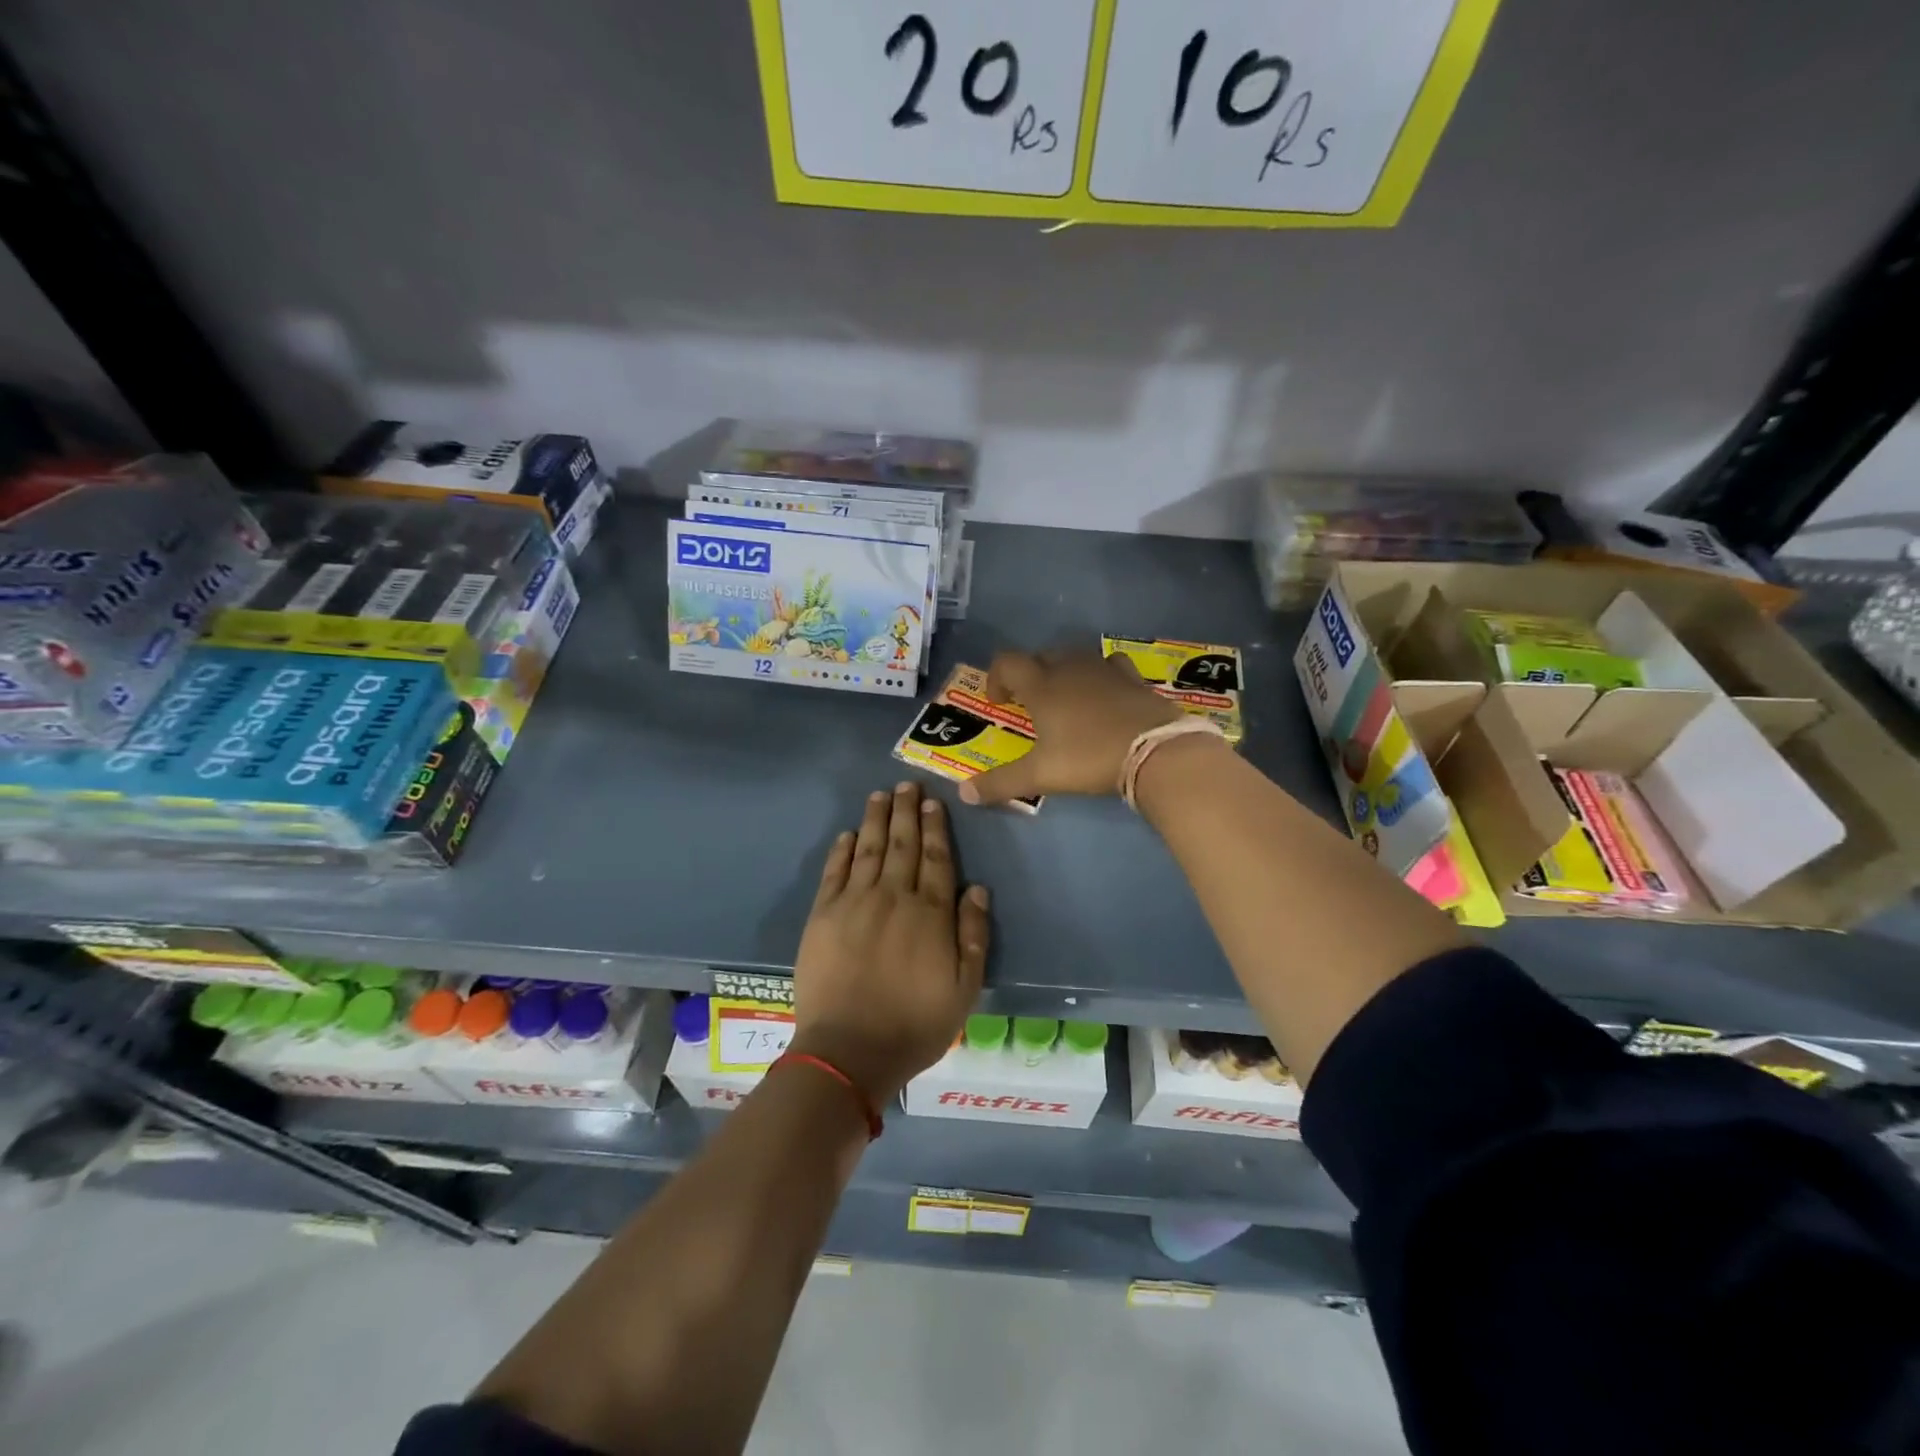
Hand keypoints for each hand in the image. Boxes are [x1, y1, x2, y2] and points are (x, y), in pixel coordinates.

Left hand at [791, 782, 990, 1103]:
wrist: (849, 1050)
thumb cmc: (915, 1024)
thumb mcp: (965, 988)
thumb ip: (974, 935)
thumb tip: (978, 888)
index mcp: (930, 913)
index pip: (936, 859)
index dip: (936, 828)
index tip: (933, 802)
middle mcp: (893, 897)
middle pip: (902, 844)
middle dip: (906, 812)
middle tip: (907, 785)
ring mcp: (854, 903)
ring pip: (868, 849)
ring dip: (875, 819)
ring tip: (880, 795)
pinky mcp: (822, 915)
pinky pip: (834, 872)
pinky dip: (842, 850)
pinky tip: (848, 834)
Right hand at [961, 648, 1182, 806]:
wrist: (1154, 751)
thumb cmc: (1089, 758)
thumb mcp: (1040, 775)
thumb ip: (1000, 783)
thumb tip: (962, 793)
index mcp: (1042, 686)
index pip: (1008, 662)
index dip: (996, 676)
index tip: (999, 702)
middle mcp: (1069, 669)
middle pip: (1040, 656)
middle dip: (1029, 675)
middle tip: (1029, 705)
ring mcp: (1103, 669)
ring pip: (1074, 657)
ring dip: (1062, 672)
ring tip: (1065, 699)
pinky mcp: (1132, 677)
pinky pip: (1109, 664)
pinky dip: (1100, 674)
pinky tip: (1104, 693)